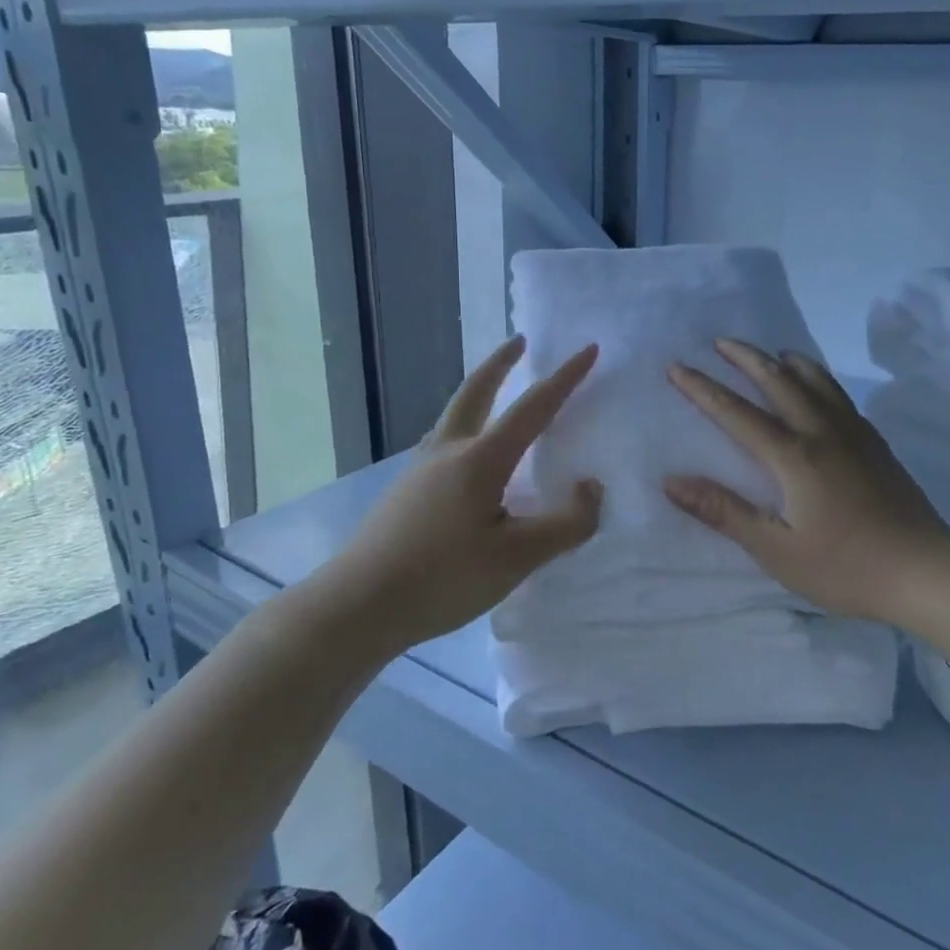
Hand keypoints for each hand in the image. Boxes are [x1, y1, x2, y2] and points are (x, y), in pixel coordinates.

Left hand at [312, 335, 603, 655]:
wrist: (357, 608)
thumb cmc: (442, 578)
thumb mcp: (517, 558)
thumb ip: (566, 524)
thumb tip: (592, 489)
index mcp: (480, 460)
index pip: (533, 407)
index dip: (564, 378)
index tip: (587, 349)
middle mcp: (447, 452)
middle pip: (475, 392)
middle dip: (501, 364)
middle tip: (519, 342)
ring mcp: (419, 471)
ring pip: (454, 416)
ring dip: (479, 394)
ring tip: (497, 396)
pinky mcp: (405, 493)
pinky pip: (444, 445)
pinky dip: (466, 429)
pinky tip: (470, 461)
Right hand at [663, 339, 949, 622]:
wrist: (925, 571)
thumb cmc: (844, 567)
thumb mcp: (776, 550)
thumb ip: (724, 512)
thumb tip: (672, 481)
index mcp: (793, 456)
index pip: (737, 413)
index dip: (703, 389)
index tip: (677, 366)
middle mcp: (822, 432)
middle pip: (779, 382)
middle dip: (747, 358)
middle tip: (722, 342)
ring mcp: (855, 435)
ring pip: (817, 382)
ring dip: (789, 362)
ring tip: (773, 352)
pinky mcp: (877, 445)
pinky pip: (841, 397)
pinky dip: (820, 380)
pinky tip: (820, 389)